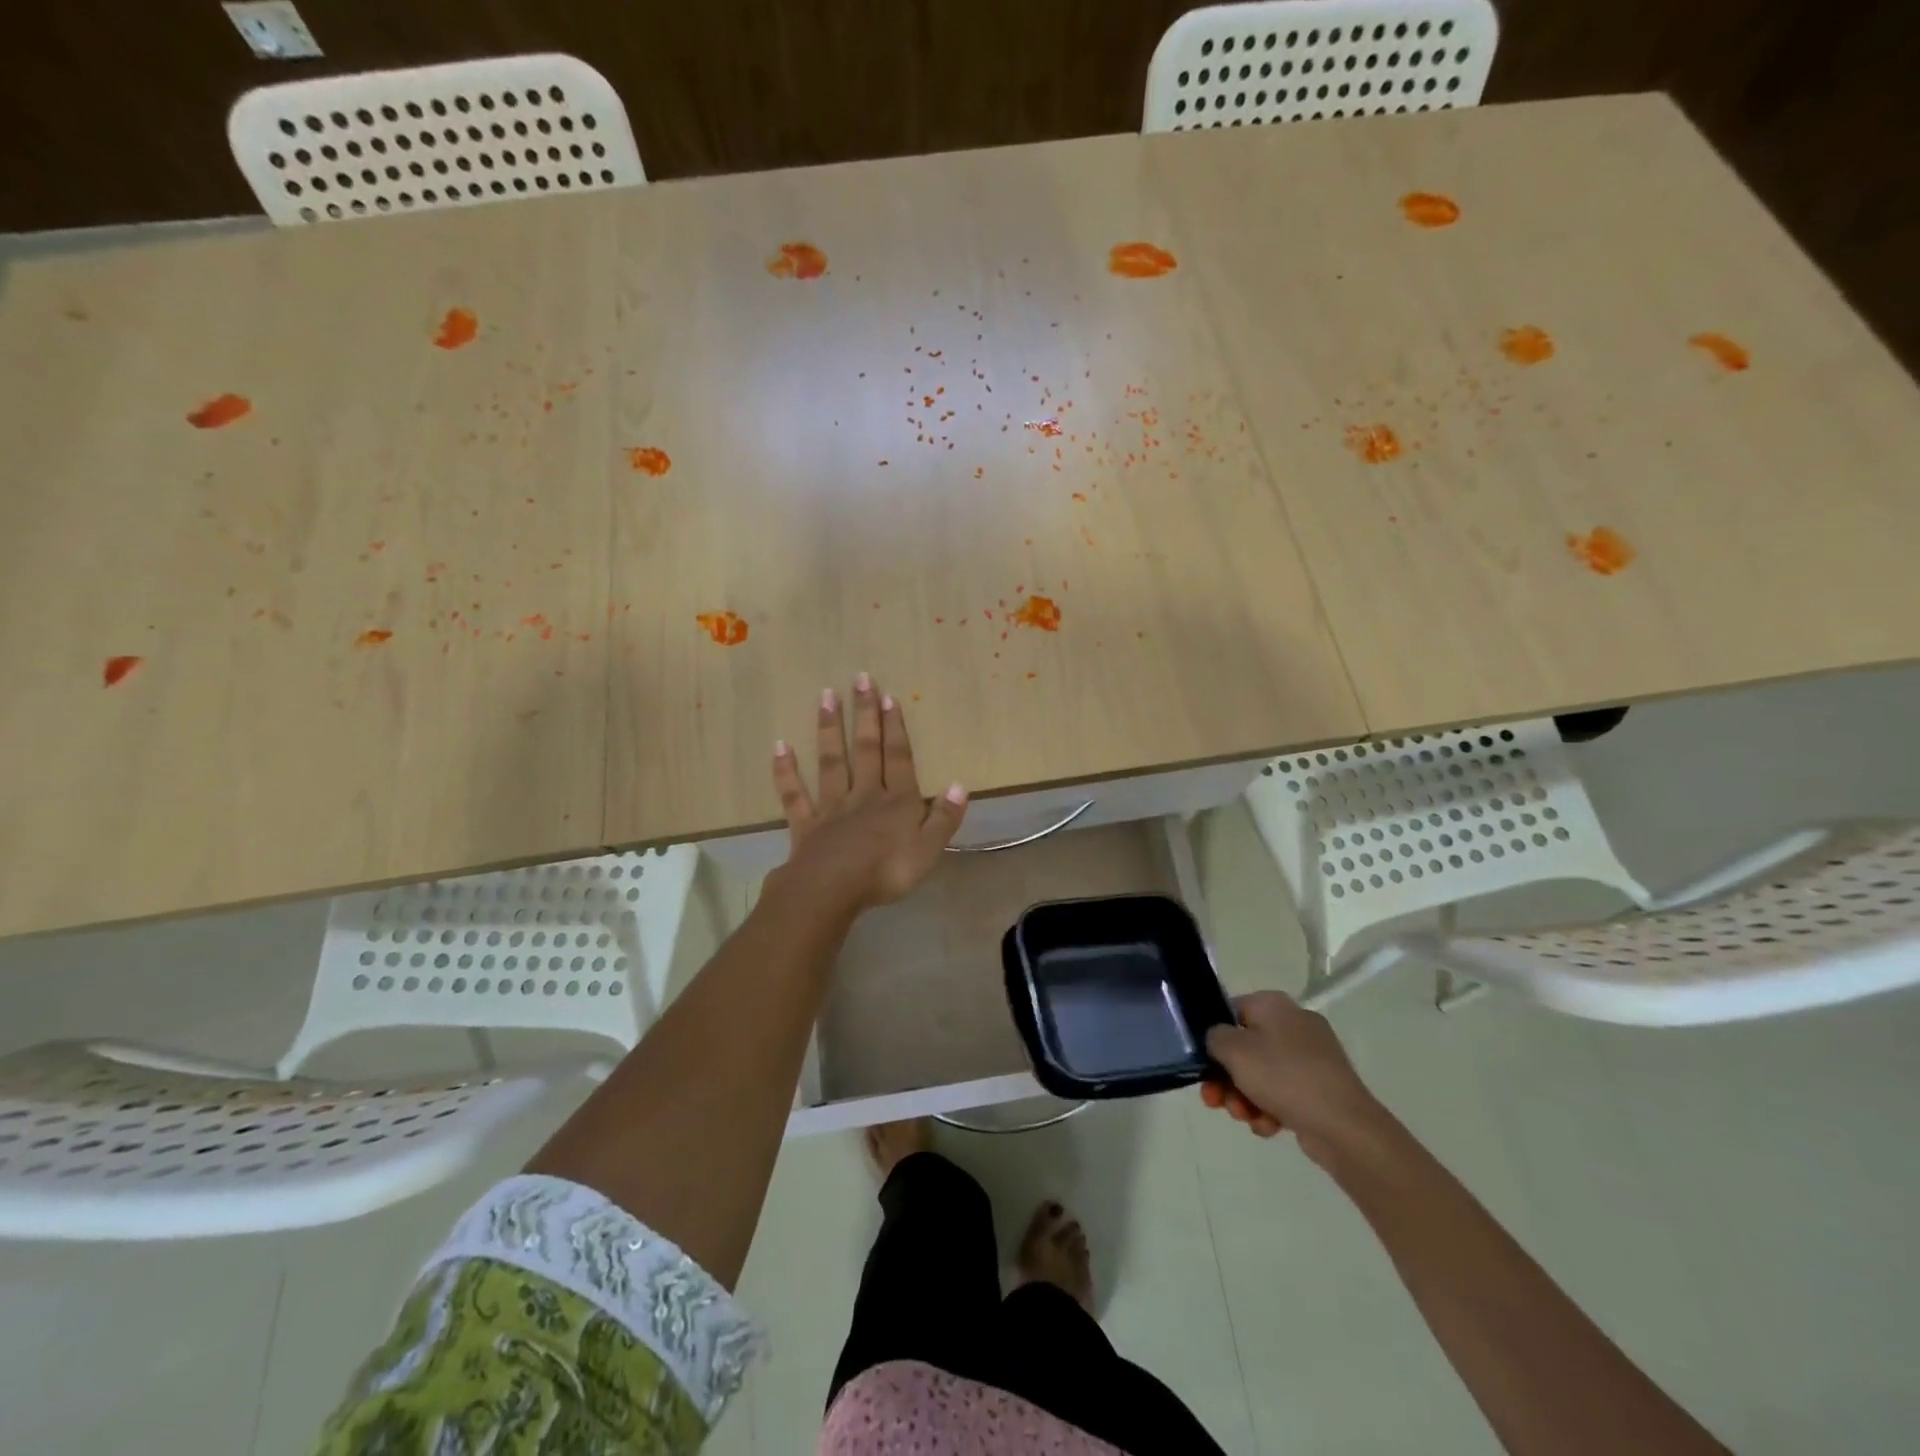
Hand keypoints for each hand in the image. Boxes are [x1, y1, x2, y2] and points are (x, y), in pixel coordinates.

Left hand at [769, 673, 967, 912]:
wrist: (832, 890)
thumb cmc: (887, 871)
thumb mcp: (929, 849)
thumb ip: (944, 818)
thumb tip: (960, 786)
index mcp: (896, 802)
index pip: (898, 758)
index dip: (895, 728)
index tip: (889, 696)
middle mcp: (864, 795)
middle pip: (865, 749)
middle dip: (865, 714)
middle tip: (861, 679)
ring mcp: (831, 807)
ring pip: (831, 762)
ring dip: (829, 728)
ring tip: (826, 696)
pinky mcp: (805, 824)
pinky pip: (794, 794)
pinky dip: (786, 771)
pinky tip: (780, 747)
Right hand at [1202, 991, 1384, 1163]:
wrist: (1344, 1127)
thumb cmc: (1283, 1077)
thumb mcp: (1234, 1050)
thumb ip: (1214, 1037)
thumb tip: (1220, 1040)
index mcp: (1274, 1005)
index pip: (1230, 1011)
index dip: (1213, 1037)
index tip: (1203, 1064)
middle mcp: (1294, 1024)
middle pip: (1245, 1047)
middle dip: (1226, 1077)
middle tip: (1214, 1100)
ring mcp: (1312, 1057)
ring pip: (1262, 1074)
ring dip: (1244, 1096)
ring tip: (1244, 1118)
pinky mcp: (1322, 1088)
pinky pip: (1284, 1093)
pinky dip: (1270, 1108)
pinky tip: (1268, 1127)